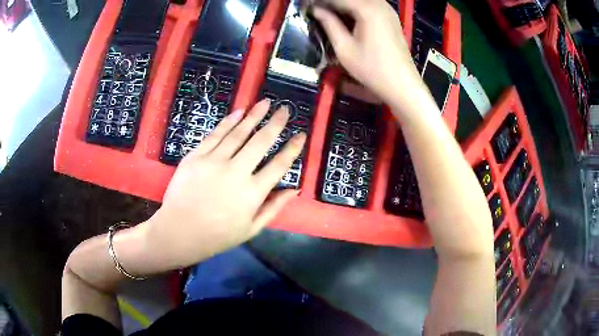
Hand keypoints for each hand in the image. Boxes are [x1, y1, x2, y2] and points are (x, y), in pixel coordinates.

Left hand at [146, 99, 305, 267]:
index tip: (301, 135)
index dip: (292, 149)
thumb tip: (295, 189)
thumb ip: (274, 207)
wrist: (179, 232)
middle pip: (261, 142)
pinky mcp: (196, 156)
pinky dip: (228, 122)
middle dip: (276, 123)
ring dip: (254, 116)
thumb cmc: (217, 235)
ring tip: (265, 103)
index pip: (279, 165)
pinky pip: (215, 135)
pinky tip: (239, 112)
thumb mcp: (251, 229)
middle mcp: (236, 172)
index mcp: (252, 193)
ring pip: (238, 133)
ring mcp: (214, 161)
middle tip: (285, 109)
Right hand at [312, 0, 428, 111]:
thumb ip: (329, 24)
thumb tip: (315, 10)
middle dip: (331, 2)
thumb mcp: (344, 48)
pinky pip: (369, 5)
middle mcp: (380, 4)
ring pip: (360, 1)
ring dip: (342, 4)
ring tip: (327, 14)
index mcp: (368, 9)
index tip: (305, 6)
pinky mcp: (391, 17)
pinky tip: (345, 16)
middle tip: (315, 10)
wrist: (402, 85)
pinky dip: (355, 8)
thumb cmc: (372, 69)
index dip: (319, 1)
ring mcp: (388, 10)